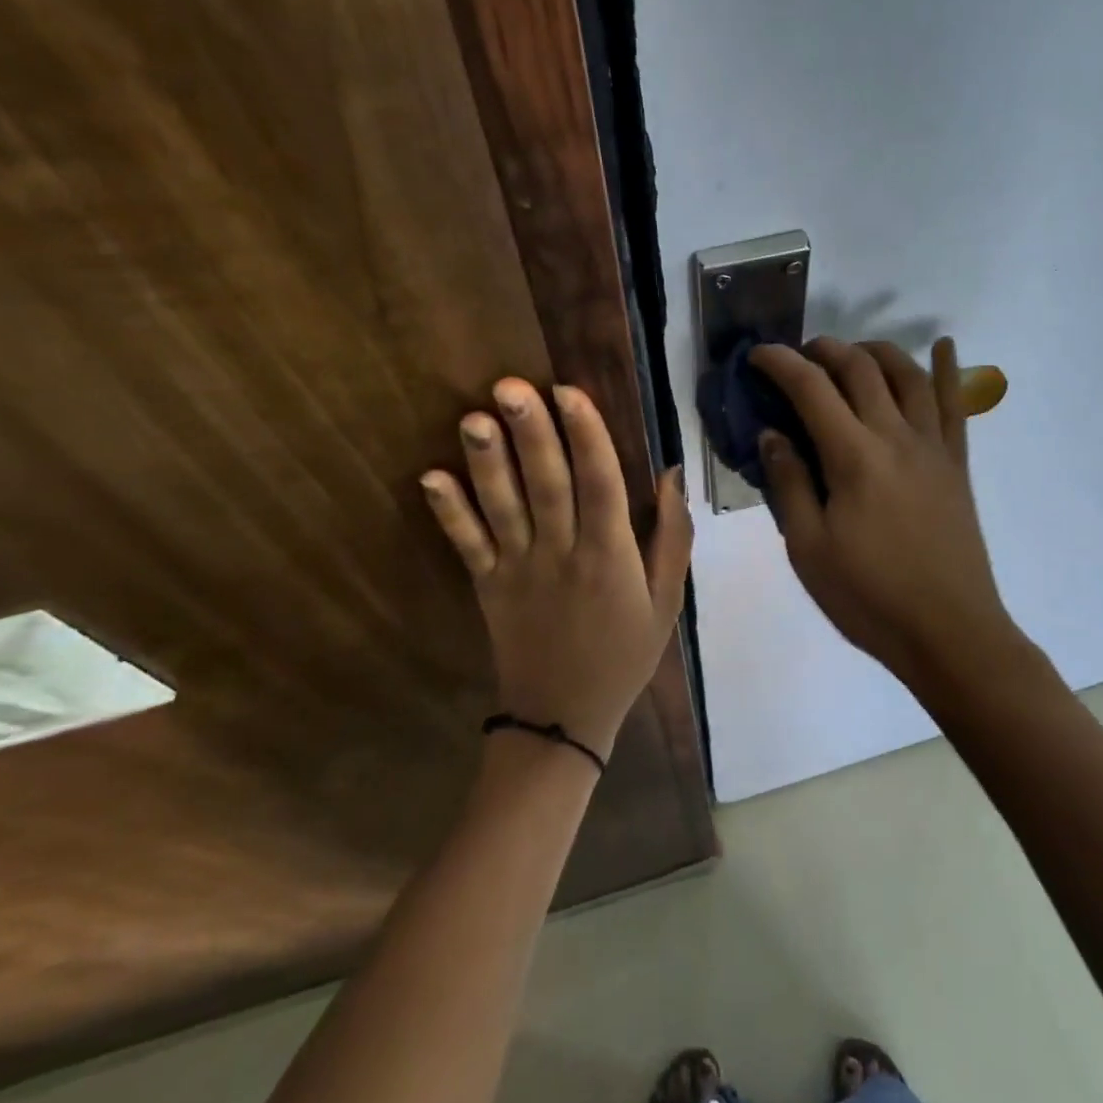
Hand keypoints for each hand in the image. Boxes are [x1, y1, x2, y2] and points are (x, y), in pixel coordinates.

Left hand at [420, 379, 692, 759]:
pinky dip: (449, 513)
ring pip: (503, 508)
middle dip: (531, 433)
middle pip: (547, 485)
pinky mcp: (487, 586)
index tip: (569, 392)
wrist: (565, 716)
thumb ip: (672, 536)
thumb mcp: (667, 599)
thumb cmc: (626, 652)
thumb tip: (671, 472)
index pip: (601, 484)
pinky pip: (467, 546)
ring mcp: (519, 570)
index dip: (586, 436)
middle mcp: (563, 554)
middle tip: (510, 385)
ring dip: (487, 463)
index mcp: (611, 556)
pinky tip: (430, 477)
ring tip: (473, 418)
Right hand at [751, 337, 1013, 681]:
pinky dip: (949, 370)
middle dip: (825, 349)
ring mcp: (933, 447)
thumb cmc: (869, 597)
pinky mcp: (957, 464)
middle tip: (800, 355)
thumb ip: (788, 484)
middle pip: (861, 369)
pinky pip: (955, 405)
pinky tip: (945, 346)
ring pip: (909, 374)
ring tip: (853, 352)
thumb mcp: (809, 549)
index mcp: (854, 458)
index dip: (780, 363)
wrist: (949, 633)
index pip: (811, 389)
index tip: (757, 356)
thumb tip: (772, 433)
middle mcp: (896, 437)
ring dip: (877, 351)